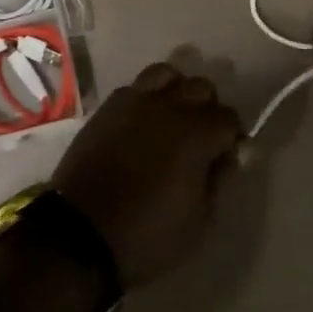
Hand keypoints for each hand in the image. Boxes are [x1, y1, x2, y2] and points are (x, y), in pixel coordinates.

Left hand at [51, 63, 242, 286]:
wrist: (80, 236)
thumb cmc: (148, 235)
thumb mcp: (200, 221)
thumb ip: (219, 181)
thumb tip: (228, 157)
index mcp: (196, 134)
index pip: (229, 118)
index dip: (232, 138)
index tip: (225, 158)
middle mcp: (167, 107)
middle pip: (201, 87)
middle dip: (208, 110)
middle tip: (201, 139)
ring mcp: (133, 103)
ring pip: (165, 74)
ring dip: (176, 92)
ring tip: (171, 119)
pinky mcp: (106, 110)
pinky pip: (134, 88)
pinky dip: (145, 98)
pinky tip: (141, 124)